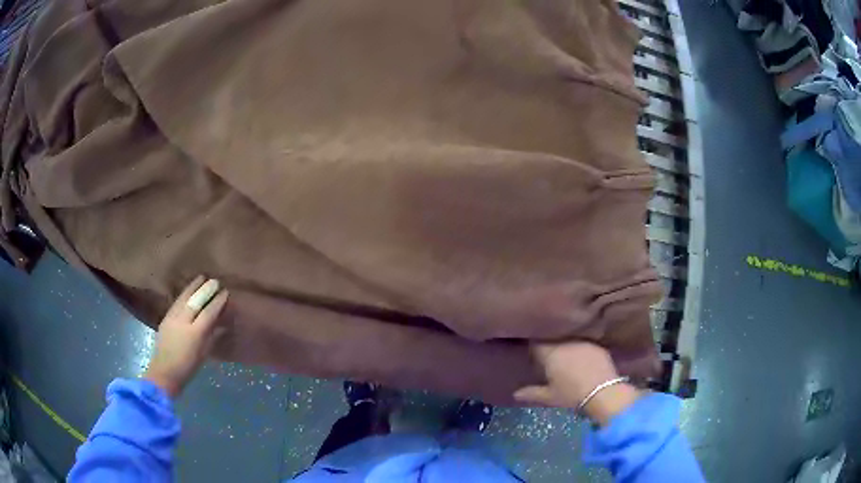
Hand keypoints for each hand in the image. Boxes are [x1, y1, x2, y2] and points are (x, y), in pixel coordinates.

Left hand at [143, 276, 228, 397]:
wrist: (164, 372)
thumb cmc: (188, 368)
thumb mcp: (203, 354)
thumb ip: (212, 337)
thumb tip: (222, 324)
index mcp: (195, 333)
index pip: (208, 312)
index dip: (217, 302)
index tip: (225, 292)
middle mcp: (183, 322)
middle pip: (195, 301)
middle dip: (205, 289)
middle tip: (214, 281)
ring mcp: (172, 318)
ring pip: (183, 298)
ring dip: (193, 287)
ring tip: (201, 278)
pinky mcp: (165, 318)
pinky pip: (176, 302)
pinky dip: (184, 294)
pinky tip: (188, 290)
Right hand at [513, 341, 640, 425]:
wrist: (603, 392)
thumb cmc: (572, 395)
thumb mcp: (549, 397)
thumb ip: (532, 393)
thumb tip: (515, 394)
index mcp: (549, 352)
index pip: (536, 342)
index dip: (533, 345)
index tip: (532, 350)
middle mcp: (564, 342)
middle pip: (552, 338)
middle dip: (548, 343)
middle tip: (546, 352)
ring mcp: (582, 341)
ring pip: (568, 338)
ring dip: (565, 343)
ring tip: (564, 352)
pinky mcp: (596, 344)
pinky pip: (583, 342)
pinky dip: (579, 347)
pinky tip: (581, 356)